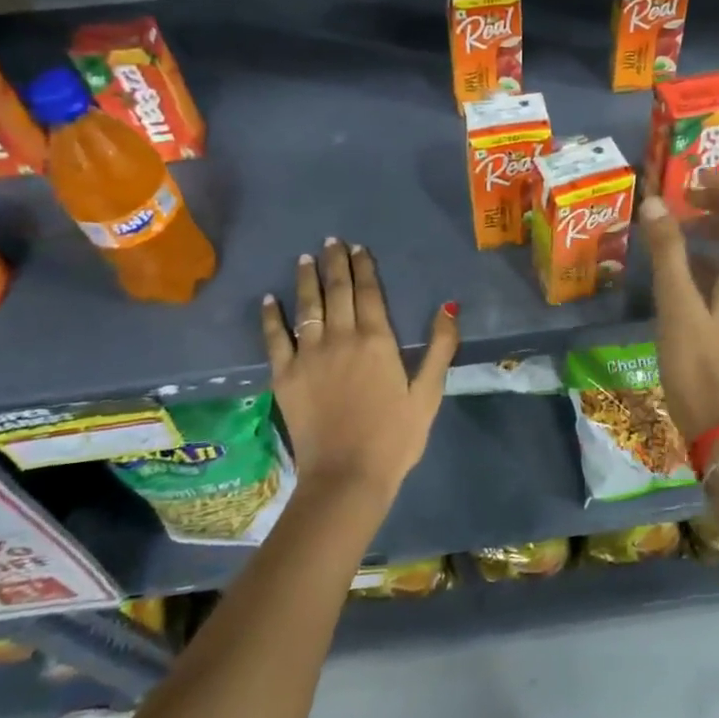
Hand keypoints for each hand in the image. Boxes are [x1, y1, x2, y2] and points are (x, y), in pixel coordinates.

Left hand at [260, 238, 457, 505]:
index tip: (358, 247)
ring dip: (307, 278)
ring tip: (306, 257)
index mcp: (377, 340)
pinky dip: (271, 316)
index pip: (369, 292)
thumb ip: (440, 347)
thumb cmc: (395, 437)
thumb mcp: (429, 394)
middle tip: (332, 241)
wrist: (346, 477)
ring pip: (306, 306)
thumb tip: (448, 306)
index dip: (364, 266)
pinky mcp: (284, 376)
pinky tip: (270, 299)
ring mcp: (308, 355)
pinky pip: (274, 337)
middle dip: (335, 262)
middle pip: (337, 290)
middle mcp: (340, 337)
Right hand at [641, 173, 718, 459]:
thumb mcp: (677, 301)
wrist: (713, 417)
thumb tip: (654, 202)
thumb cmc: (696, 359)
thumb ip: (667, 250)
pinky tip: (676, 262)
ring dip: (712, 230)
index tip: (695, 176)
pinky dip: (706, 256)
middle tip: (682, 196)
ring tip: (675, 222)